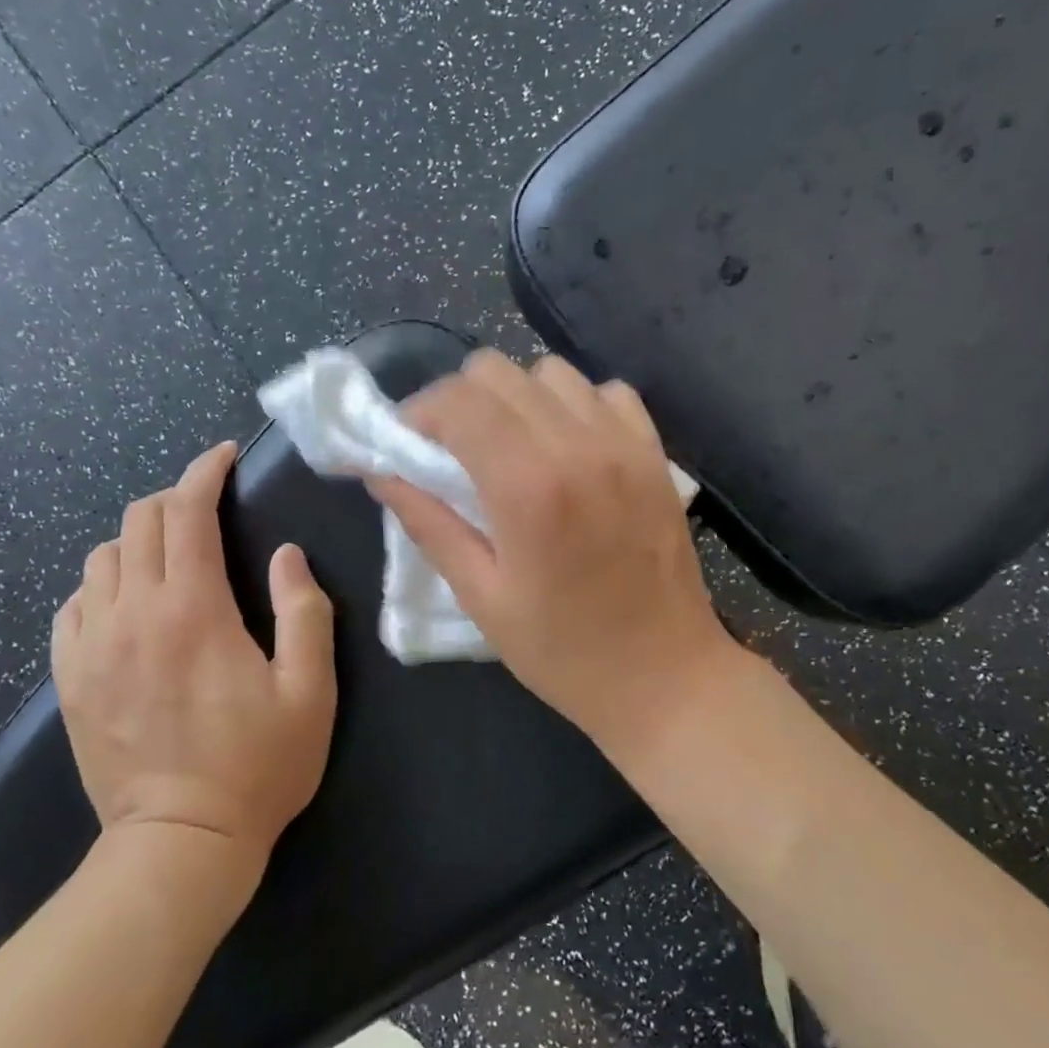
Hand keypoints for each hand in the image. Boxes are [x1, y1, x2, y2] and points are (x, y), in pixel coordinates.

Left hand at [52, 442, 336, 877]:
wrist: (180, 844)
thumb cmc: (258, 766)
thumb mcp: (310, 690)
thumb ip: (304, 612)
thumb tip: (287, 556)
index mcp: (194, 610)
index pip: (188, 512)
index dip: (205, 473)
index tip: (224, 458)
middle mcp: (133, 614)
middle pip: (139, 522)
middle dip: (175, 498)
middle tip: (208, 510)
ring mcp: (92, 646)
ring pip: (101, 557)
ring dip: (139, 540)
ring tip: (172, 556)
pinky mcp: (70, 679)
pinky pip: (73, 604)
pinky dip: (102, 584)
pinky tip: (128, 602)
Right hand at [367, 351, 738, 760]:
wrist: (666, 677)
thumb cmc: (564, 651)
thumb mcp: (482, 597)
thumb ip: (429, 524)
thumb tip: (382, 472)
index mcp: (528, 486)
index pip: (458, 400)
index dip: (420, 411)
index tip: (408, 443)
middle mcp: (578, 446)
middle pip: (499, 370)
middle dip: (461, 400)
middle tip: (452, 448)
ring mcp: (624, 443)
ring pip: (550, 371)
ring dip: (517, 398)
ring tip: (511, 446)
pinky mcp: (655, 452)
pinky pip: (605, 392)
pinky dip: (575, 405)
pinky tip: (568, 448)